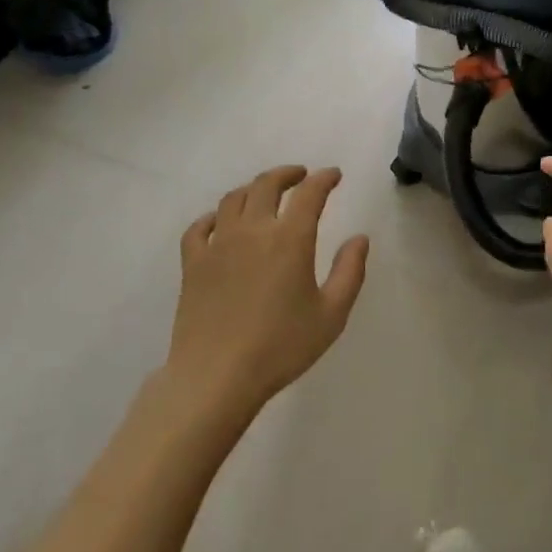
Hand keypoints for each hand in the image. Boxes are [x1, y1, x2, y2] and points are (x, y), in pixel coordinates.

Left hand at [166, 165, 370, 421]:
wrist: (217, 377)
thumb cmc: (281, 347)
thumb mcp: (331, 315)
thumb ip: (349, 272)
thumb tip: (359, 238)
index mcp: (289, 239)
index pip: (309, 194)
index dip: (324, 179)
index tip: (333, 175)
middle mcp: (252, 230)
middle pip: (266, 185)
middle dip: (287, 174)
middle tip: (300, 176)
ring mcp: (218, 244)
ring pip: (233, 199)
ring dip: (252, 189)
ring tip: (263, 194)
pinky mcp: (192, 263)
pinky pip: (199, 227)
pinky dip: (212, 217)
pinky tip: (219, 222)